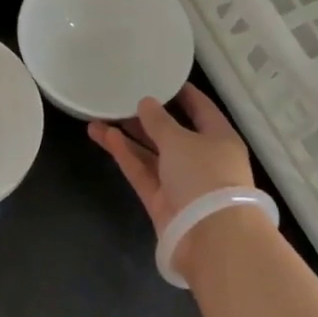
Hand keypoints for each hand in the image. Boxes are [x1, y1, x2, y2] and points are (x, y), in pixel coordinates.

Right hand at [88, 86, 256, 236]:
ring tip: (98, 117)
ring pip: (151, 153)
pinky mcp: (161, 201)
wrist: (210, 238)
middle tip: (119, 99)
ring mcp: (180, 182)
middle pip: (171, 132)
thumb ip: (159, 121)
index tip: (160, 78)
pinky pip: (142, 171)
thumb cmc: (205, 175)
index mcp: (219, 138)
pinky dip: (126, 155)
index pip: (201, 109)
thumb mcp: (181, 140)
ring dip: (127, 136)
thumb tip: (146, 103)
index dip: (182, 93)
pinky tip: (105, 136)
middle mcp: (201, 158)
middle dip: (145, 118)